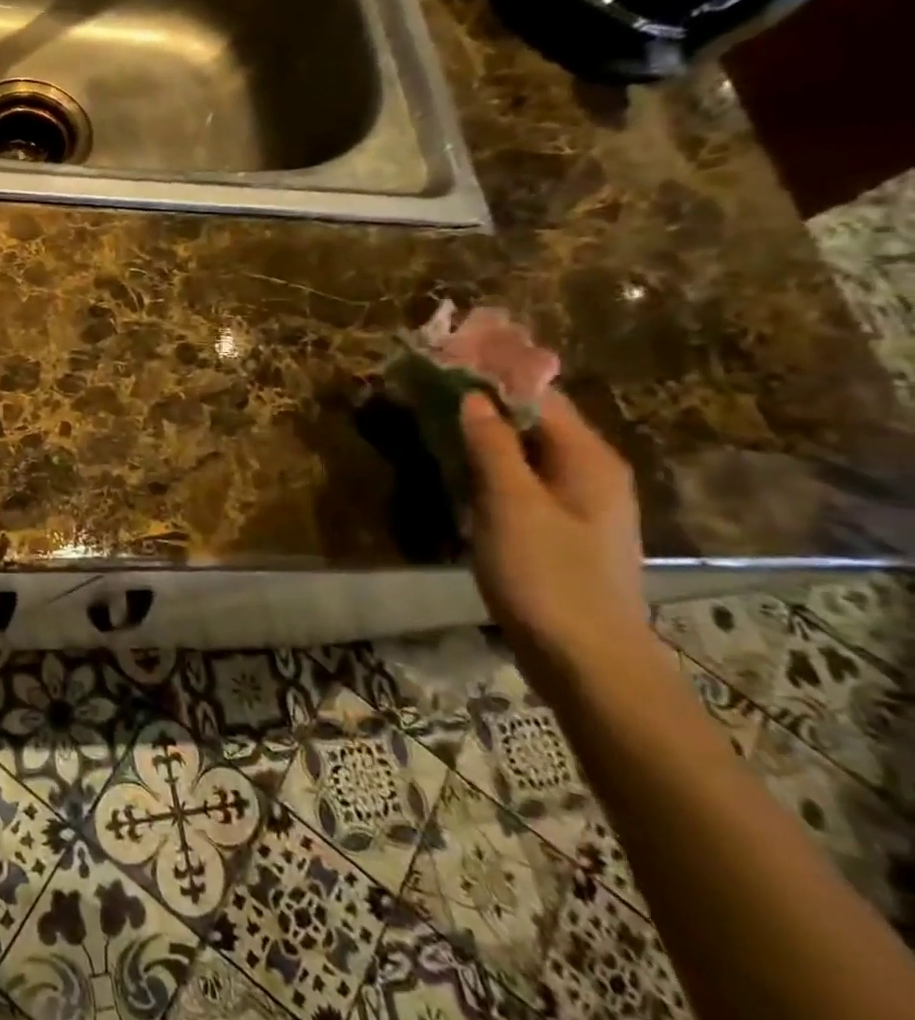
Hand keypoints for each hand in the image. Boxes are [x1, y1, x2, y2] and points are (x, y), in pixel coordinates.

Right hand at [459, 388, 651, 691]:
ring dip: (483, 433)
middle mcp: (590, 472)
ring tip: (433, 418)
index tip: (445, 358)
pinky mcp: (558, 530)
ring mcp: (577, 504)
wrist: (586, 661)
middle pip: (534, 420)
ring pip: (524, 451)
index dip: (494, 373)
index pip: (540, 394)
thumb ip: (493, 446)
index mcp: (589, 459)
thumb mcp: (512, 505)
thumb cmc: (548, 576)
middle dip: (484, 401)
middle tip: (428, 387)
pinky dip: (489, 465)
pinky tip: (457, 468)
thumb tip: (473, 396)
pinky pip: (521, 480)